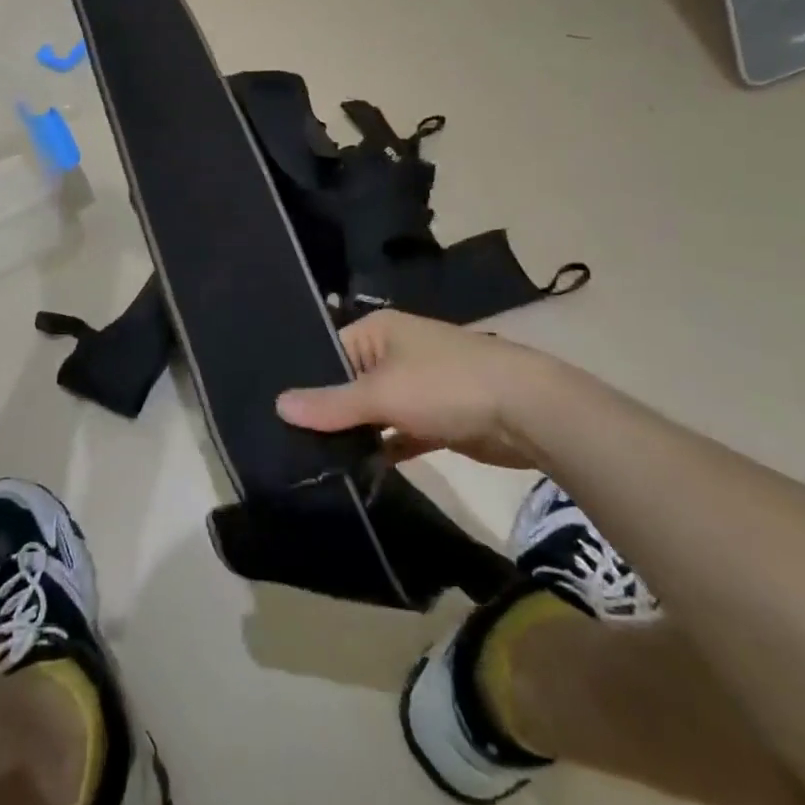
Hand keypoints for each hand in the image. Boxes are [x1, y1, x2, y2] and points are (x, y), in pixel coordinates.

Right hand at [276, 310, 587, 468]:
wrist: (529, 413)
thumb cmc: (446, 385)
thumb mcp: (382, 393)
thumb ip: (331, 404)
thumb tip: (278, 405)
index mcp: (378, 331)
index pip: (328, 350)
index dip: (304, 380)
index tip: (276, 415)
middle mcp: (394, 353)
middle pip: (349, 383)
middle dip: (327, 412)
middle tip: (288, 445)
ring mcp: (417, 386)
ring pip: (373, 411)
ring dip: (354, 434)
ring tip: (313, 462)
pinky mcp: (436, 419)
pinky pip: (397, 433)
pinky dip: (382, 450)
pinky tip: (357, 472)